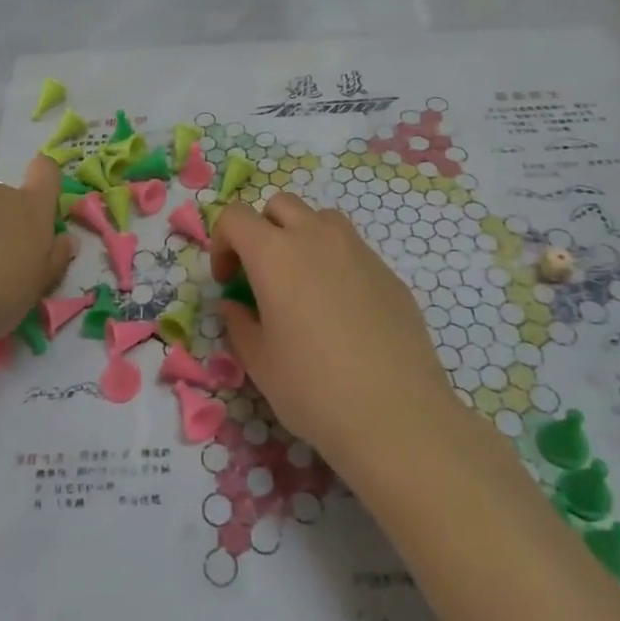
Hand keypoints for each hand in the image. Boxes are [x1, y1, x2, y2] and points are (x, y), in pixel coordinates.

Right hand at [214, 194, 463, 469]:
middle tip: (262, 275)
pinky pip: (352, 249)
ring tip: (304, 283)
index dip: (222, 242)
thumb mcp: (259, 362)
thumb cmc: (314, 389)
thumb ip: (239, 323)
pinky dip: (336, 263)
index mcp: (274, 254)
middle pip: (279, 205)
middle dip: (262, 230)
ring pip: (320, 219)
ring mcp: (357, 250)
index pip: (235, 216)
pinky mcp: (388, 271)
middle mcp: (315, 237)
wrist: (397, 415)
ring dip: (302, 236)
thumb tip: (235, 304)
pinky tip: (343, 311)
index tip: (227, 281)